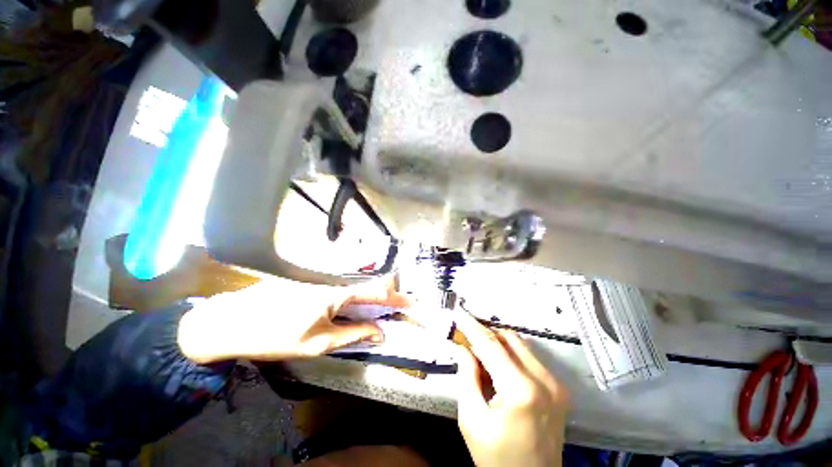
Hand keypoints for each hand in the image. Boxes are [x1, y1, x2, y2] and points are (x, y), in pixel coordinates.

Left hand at [177, 277, 406, 363]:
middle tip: (394, 308)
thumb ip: (353, 335)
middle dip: (385, 295)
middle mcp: (331, 278)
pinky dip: (352, 291)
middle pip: (367, 283)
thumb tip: (379, 333)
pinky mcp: (311, 275)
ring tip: (378, 307)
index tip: (411, 302)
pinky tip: (352, 301)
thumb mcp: (318, 343)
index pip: (375, 292)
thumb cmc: (275, 337)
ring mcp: (320, 274)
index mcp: (336, 293)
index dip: (395, 298)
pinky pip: (339, 282)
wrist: (232, 321)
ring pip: (354, 282)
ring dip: (369, 294)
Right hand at [453, 310, 569, 466]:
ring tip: (482, 355)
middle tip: (468, 339)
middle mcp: (544, 381)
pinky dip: (511, 354)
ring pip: (521, 344)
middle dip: (486, 334)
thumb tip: (462, 347)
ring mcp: (556, 384)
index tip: (459, 313)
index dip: (472, 327)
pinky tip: (499, 366)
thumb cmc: (496, 458)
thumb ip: (466, 376)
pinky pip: (530, 357)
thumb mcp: (472, 419)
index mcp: (521, 391)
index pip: (491, 345)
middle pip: (509, 338)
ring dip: (498, 343)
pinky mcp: (559, 388)